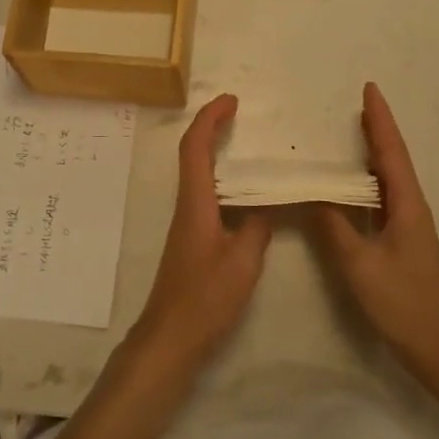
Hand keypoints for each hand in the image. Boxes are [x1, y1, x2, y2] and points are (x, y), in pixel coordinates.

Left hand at [132, 94, 272, 369]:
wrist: (171, 337)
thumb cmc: (205, 298)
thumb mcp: (242, 263)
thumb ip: (257, 229)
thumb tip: (267, 207)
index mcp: (196, 203)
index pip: (195, 148)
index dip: (210, 119)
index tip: (231, 100)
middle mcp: (187, 205)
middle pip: (193, 154)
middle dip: (212, 127)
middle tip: (239, 113)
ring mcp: (188, 222)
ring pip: (198, 173)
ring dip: (216, 150)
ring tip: (248, 144)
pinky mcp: (192, 239)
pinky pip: (206, 194)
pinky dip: (222, 178)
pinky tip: (246, 192)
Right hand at [309, 83, 438, 373]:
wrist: (438, 348)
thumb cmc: (401, 303)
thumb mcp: (359, 264)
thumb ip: (333, 226)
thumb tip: (312, 193)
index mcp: (407, 205)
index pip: (391, 152)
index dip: (380, 120)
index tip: (370, 89)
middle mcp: (412, 207)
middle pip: (393, 159)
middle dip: (377, 129)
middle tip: (358, 103)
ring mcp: (410, 225)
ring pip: (390, 178)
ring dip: (374, 152)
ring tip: (352, 132)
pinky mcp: (403, 241)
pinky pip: (384, 198)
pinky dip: (368, 180)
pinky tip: (352, 184)